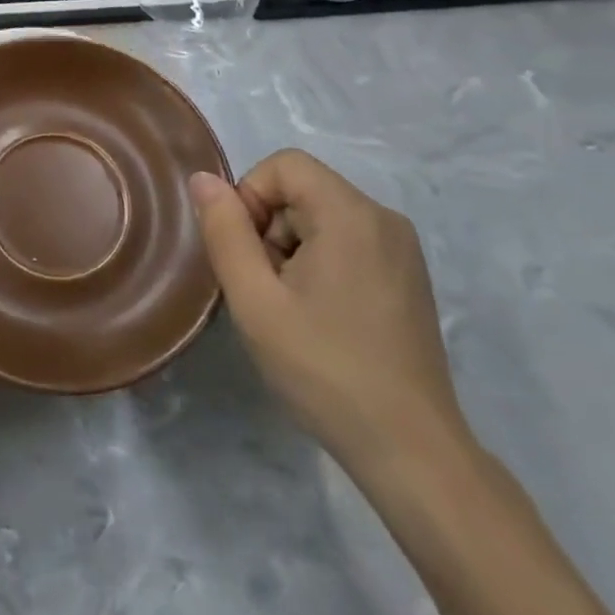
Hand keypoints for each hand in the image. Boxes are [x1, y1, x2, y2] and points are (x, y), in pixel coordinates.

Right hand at [190, 152, 467, 481]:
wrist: (410, 450)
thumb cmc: (324, 369)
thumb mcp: (255, 300)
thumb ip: (225, 232)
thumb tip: (203, 179)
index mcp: (351, 214)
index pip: (284, 165)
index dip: (250, 197)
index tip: (247, 255)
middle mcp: (384, 218)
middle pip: (303, 190)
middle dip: (269, 228)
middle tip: (265, 289)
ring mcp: (402, 249)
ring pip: (322, 217)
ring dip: (291, 249)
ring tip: (291, 309)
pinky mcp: (408, 277)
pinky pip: (347, 241)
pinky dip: (319, 263)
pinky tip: (319, 317)